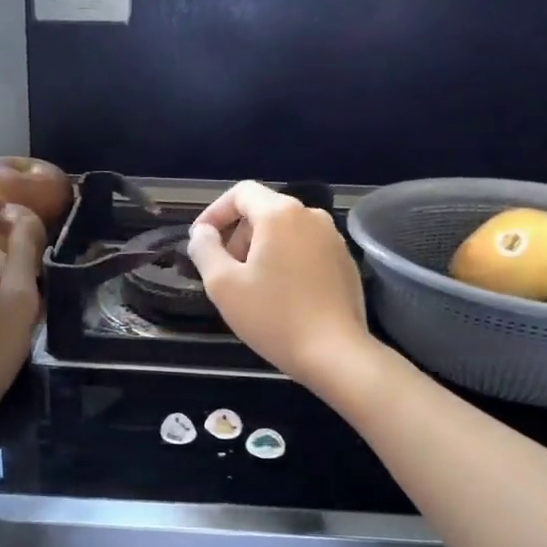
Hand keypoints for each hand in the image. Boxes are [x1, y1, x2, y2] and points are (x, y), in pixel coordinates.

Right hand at [187, 181, 370, 389]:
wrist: (335, 353)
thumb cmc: (273, 317)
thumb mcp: (223, 285)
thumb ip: (204, 250)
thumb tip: (202, 233)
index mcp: (280, 214)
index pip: (240, 193)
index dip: (214, 212)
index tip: (201, 241)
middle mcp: (312, 216)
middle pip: (264, 211)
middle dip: (238, 235)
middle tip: (224, 272)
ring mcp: (334, 239)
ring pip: (286, 231)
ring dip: (261, 250)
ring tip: (251, 287)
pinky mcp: (345, 262)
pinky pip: (306, 249)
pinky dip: (286, 261)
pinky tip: (281, 296)